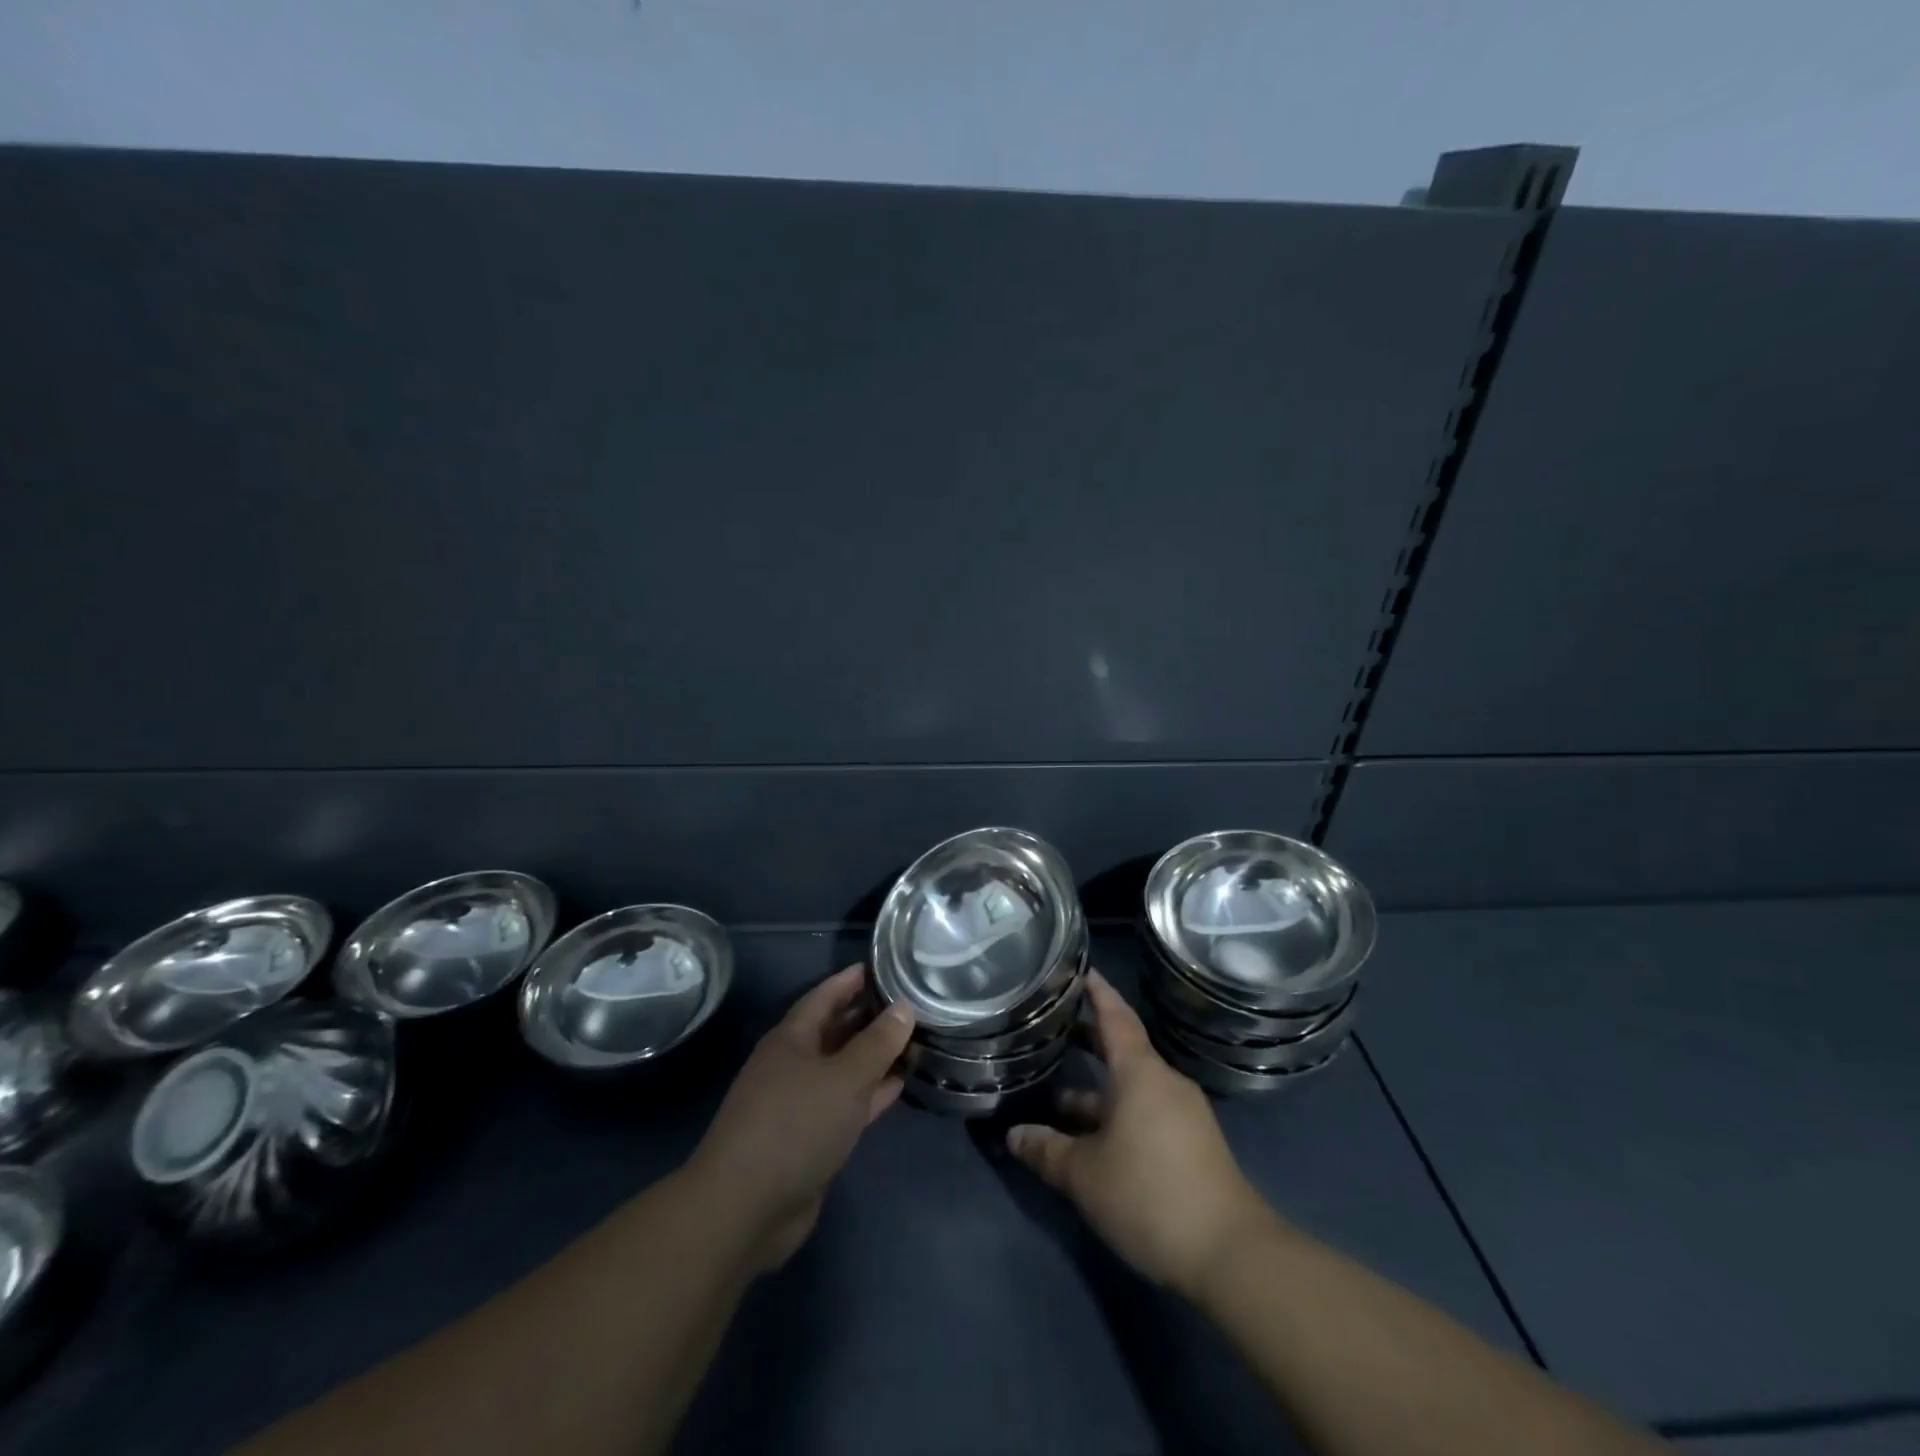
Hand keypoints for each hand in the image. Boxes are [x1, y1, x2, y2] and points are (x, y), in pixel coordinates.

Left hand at [686, 964, 913, 1274]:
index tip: (881, 966)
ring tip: (913, 1039)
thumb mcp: (845, 1078)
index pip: (824, 997)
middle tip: (909, 1002)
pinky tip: (899, 1084)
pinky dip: (871, 1092)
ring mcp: (800, 1103)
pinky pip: (846, 1102)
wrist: (746, 1207)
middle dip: (868, 1017)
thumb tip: (904, 1007)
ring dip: (874, 1057)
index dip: (850, 980)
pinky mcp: (810, 1138)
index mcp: (791, 1039)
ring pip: (843, 1068)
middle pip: (835, 1031)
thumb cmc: (795, 1125)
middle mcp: (793, 1064)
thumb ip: (877, 1043)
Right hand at [1006, 971, 1275, 1297]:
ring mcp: (1182, 1113)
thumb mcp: (1085, 1175)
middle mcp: (1163, 1082)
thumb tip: (1013, 1135)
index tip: (1079, 970)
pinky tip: (1091, 1137)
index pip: (1115, 1016)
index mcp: (1140, 1072)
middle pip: (1122, 1050)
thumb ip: (1046, 1150)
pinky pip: (1145, 1112)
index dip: (1096, 992)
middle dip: (1088, 1039)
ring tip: (1056, 1094)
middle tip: (1053, 1026)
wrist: (1232, 1254)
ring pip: (1130, 1088)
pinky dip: (1115, 1113)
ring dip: (1096, 1090)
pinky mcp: (1191, 1144)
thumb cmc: (1149, 1194)